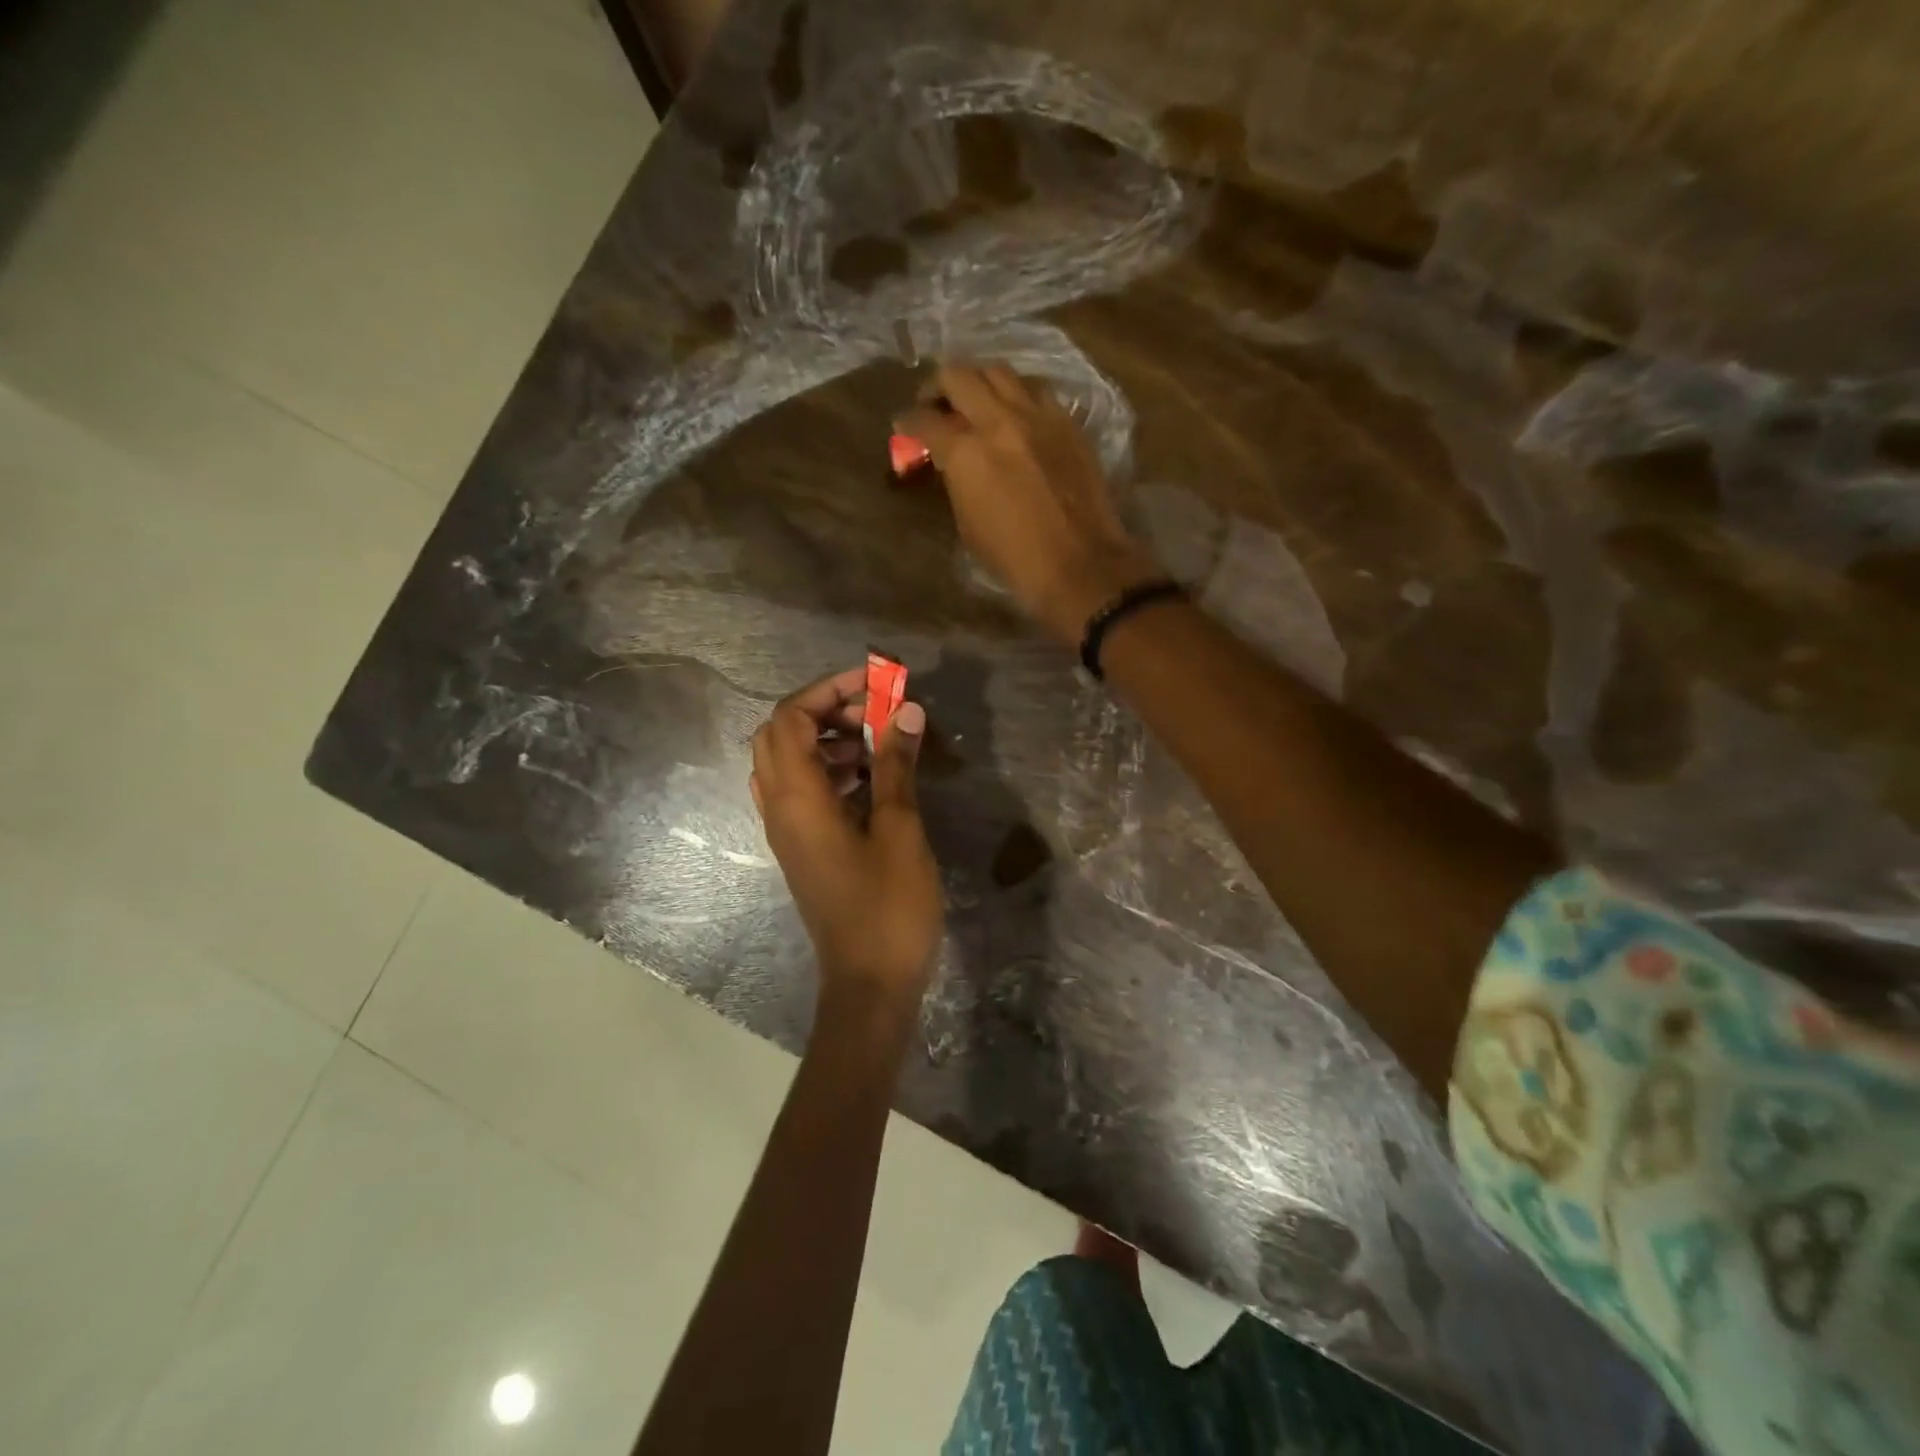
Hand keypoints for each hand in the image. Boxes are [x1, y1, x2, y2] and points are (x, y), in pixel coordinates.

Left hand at [750, 668, 942, 1006]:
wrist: (869, 984)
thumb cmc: (888, 907)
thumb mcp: (899, 829)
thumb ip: (895, 765)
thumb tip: (904, 710)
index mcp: (797, 799)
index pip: (789, 719)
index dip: (827, 690)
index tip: (874, 683)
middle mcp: (780, 809)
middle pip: (780, 735)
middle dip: (824, 710)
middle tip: (873, 711)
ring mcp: (788, 832)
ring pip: (789, 764)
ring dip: (828, 740)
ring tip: (877, 741)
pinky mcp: (803, 849)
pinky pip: (803, 792)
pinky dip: (830, 770)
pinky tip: (872, 779)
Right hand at [896, 362, 1161, 643]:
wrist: (1080, 565)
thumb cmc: (1015, 559)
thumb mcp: (968, 524)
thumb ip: (956, 481)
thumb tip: (952, 463)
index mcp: (966, 452)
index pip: (925, 420)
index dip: (908, 421)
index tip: (904, 425)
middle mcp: (1000, 421)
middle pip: (960, 375)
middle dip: (939, 386)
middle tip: (937, 404)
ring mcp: (1039, 416)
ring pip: (1001, 372)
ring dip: (982, 382)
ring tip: (978, 402)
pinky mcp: (1069, 424)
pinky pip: (1037, 392)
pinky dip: (1018, 396)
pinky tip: (1017, 416)